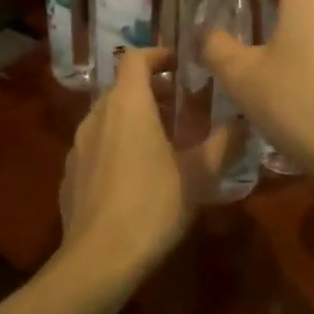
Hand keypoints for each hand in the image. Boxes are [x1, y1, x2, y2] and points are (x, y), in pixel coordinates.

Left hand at [57, 48, 230, 285]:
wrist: (99, 260)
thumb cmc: (153, 205)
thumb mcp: (200, 174)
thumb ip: (223, 142)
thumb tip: (243, 121)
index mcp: (128, 104)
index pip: (135, 57)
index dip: (157, 54)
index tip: (179, 64)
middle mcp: (97, 115)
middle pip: (122, 87)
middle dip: (151, 90)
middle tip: (181, 107)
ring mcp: (78, 145)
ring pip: (107, 117)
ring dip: (133, 118)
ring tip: (161, 141)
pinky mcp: (70, 174)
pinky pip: (96, 145)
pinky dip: (116, 145)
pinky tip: (134, 176)